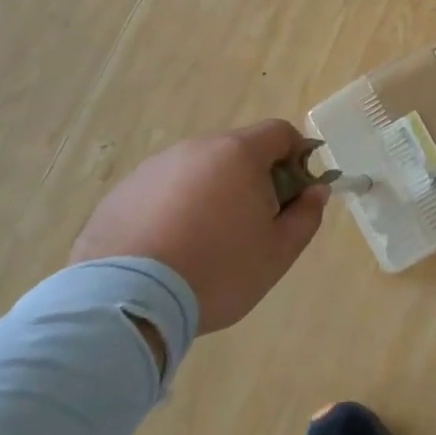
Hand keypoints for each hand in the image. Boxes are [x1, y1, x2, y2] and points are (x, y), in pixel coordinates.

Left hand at [68, 121, 326, 333]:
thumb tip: (315, 191)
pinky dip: (173, 210)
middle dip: (252, 178)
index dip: (296, 155)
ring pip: (197, 171)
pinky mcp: (120, 195)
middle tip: (252, 224)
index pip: (279, 132)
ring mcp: (152, 169)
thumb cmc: (217, 271)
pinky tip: (168, 250)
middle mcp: (195, 149)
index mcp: (238, 154)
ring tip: (204, 243)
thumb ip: (306, 215)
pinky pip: (161, 192)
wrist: (125, 302)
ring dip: (211, 193)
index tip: (294, 192)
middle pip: (237, 150)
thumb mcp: (278, 252)